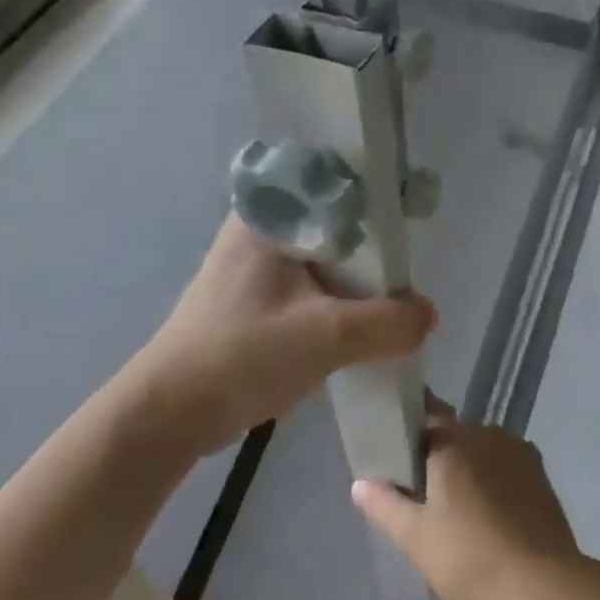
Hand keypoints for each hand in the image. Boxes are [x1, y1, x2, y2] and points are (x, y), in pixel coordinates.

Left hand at [129, 214, 436, 454]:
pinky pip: (308, 291)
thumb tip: (428, 316)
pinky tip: (360, 327)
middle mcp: (258, 232)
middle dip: (371, 252)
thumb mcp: (327, 336)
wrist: (171, 415)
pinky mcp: (252, 304)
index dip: (376, 198)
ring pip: (321, 263)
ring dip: (354, 284)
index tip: (413, 215)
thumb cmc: (243, 355)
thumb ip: (388, 323)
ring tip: (393, 302)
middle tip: (408, 272)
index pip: (332, 184)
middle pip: (332, 226)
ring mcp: (252, 270)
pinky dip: (335, 306)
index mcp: (267, 216)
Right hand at [351, 397, 585, 599]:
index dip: (407, 427)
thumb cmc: (470, 558)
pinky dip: (492, 481)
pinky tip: (488, 515)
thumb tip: (361, 482)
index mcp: (453, 440)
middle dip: (436, 455)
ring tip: (456, 509)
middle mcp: (487, 434)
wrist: (544, 587)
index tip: (394, 450)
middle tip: (421, 492)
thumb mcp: (415, 538)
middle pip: (453, 434)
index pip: (424, 412)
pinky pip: (504, 466)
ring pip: (481, 451)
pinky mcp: (541, 475)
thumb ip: (384, 504)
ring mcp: (519, 452)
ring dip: (467, 469)